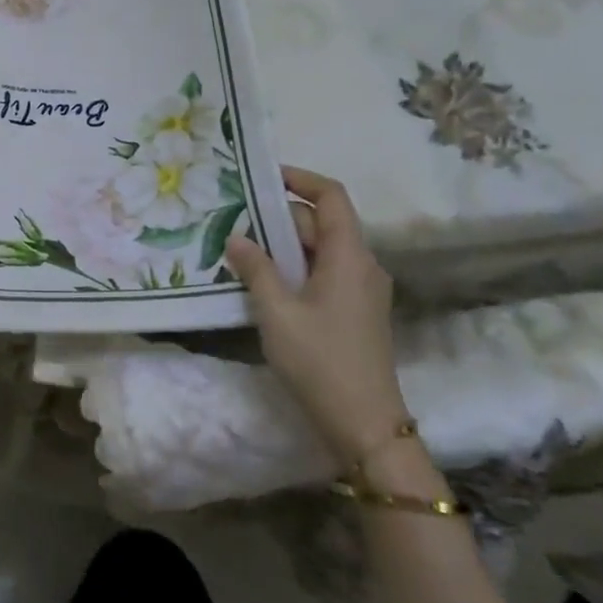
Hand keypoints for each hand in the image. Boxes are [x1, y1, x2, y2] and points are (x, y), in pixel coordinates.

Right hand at [225, 166, 405, 470]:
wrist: (365, 426)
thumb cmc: (321, 361)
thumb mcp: (277, 312)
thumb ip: (256, 269)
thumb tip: (237, 237)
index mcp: (350, 256)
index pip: (331, 196)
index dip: (300, 179)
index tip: (264, 176)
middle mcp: (362, 265)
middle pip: (322, 222)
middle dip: (280, 216)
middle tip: (236, 219)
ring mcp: (362, 290)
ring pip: (321, 249)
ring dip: (284, 244)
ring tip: (242, 248)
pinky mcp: (356, 311)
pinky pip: (324, 272)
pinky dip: (295, 267)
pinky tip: (264, 282)